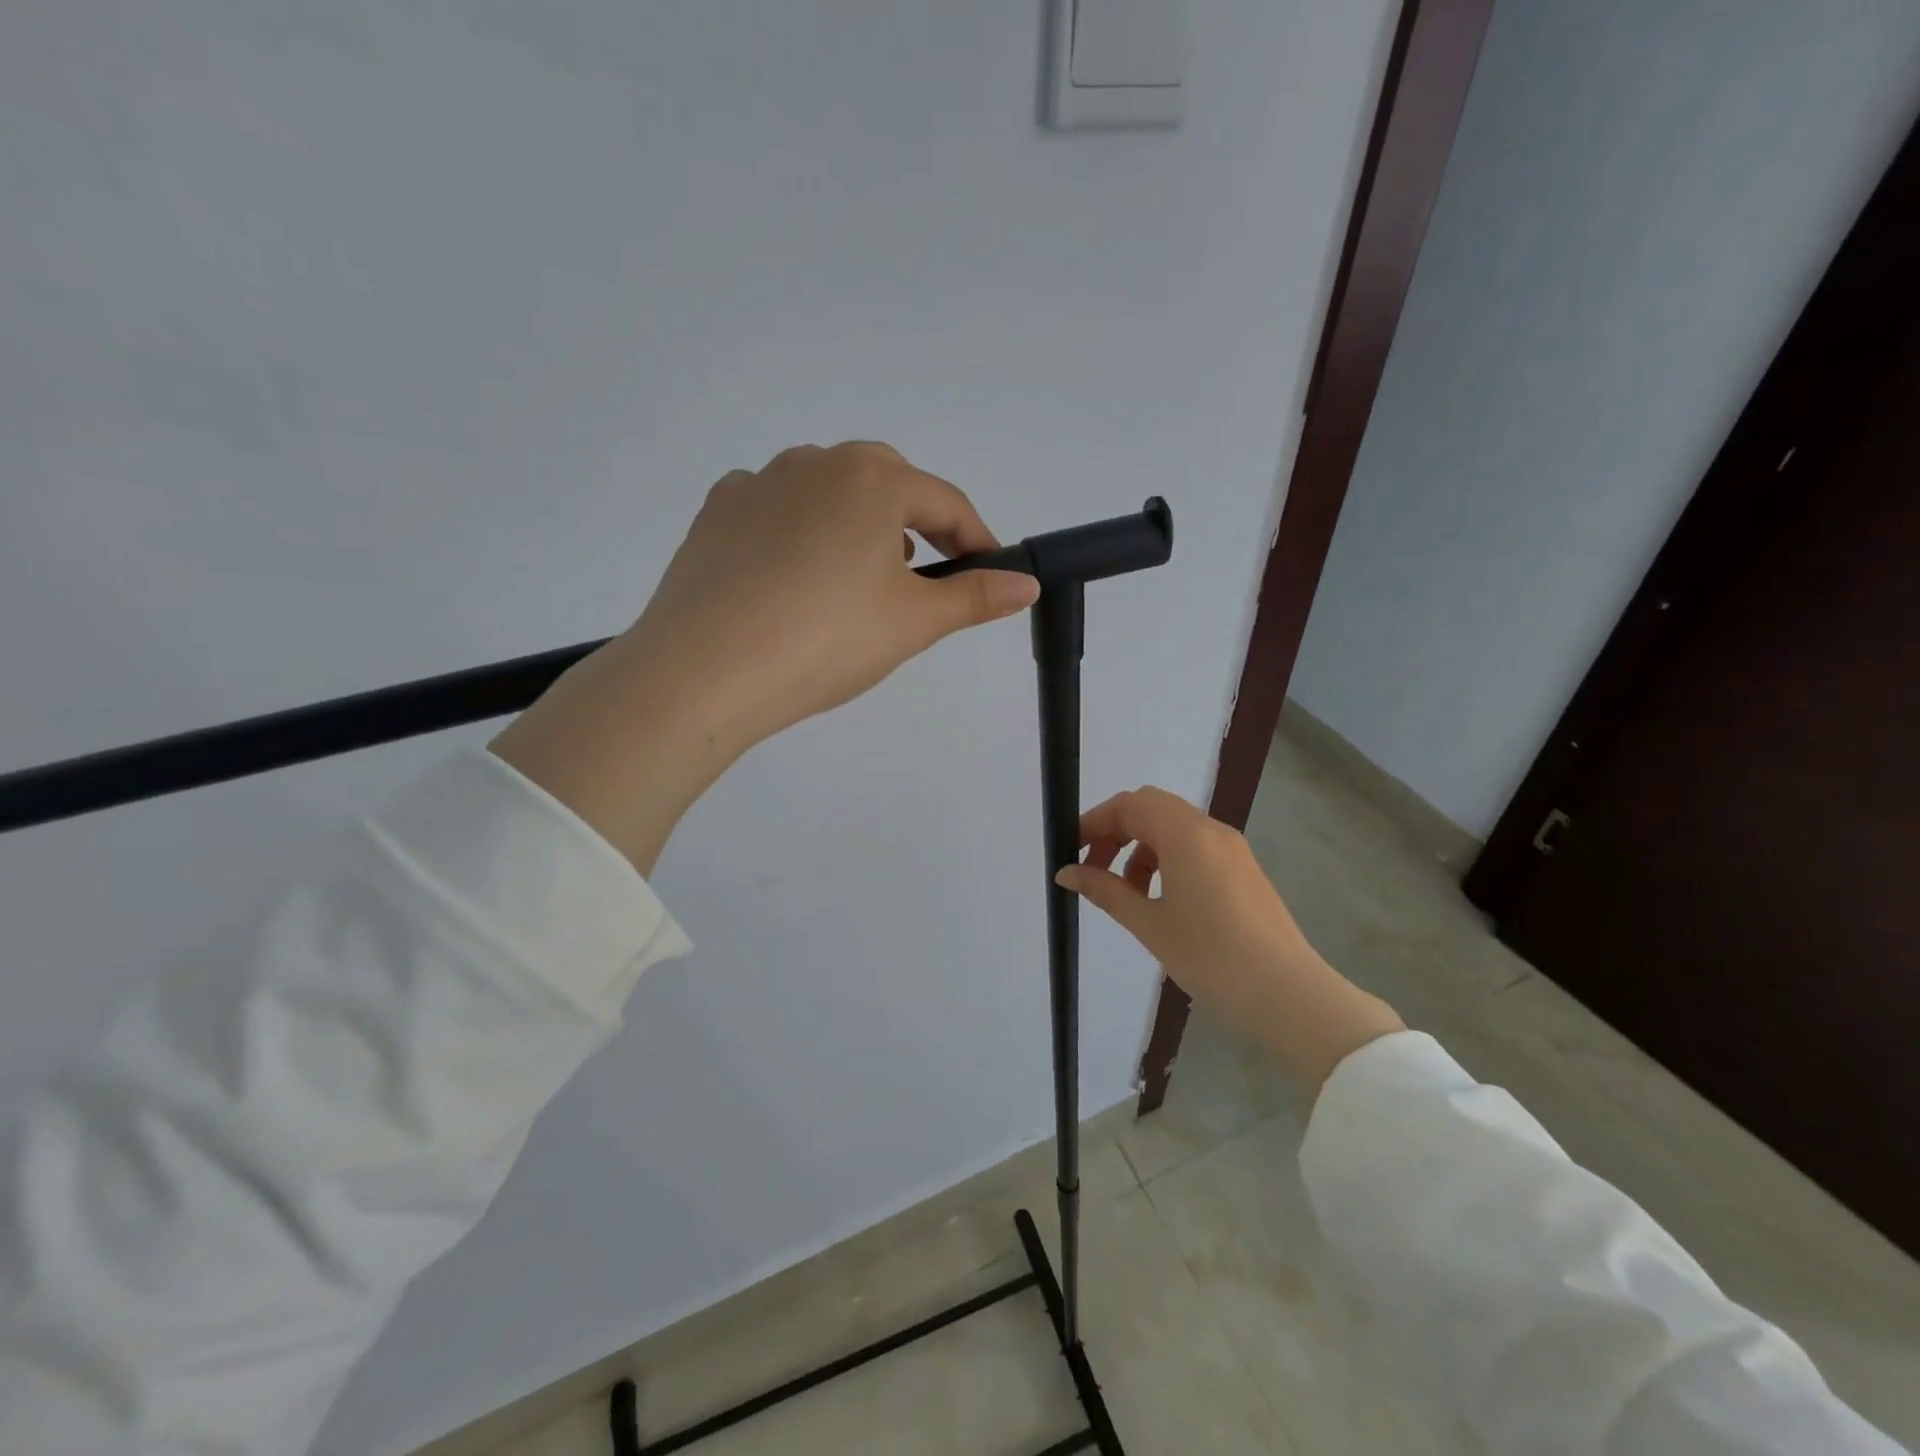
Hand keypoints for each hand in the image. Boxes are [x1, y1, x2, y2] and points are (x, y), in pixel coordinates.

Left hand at [492, 442, 1037, 873]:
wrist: (704, 670)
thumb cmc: (826, 639)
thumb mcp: (912, 623)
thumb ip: (974, 598)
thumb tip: (1027, 584)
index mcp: (871, 477)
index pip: (945, 503)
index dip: (976, 540)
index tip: (991, 573)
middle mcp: (814, 462)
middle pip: (885, 485)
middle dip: (914, 526)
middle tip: (920, 579)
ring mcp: (757, 483)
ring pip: (827, 495)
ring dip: (855, 527)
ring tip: (854, 585)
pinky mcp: (715, 514)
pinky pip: (775, 512)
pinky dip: (798, 535)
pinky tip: (792, 582)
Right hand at [1056, 787, 1403, 1096]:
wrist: (1288, 996)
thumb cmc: (1211, 957)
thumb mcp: (1149, 924)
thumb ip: (1105, 890)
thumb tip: (1066, 872)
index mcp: (1187, 835)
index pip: (1130, 805)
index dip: (1095, 821)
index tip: (1071, 850)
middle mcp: (1211, 830)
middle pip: (1152, 808)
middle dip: (1116, 831)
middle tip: (1094, 868)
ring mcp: (1232, 849)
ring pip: (1173, 828)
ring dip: (1141, 847)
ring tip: (1127, 893)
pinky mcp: (1244, 870)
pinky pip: (1195, 847)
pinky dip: (1167, 859)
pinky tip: (1161, 900)